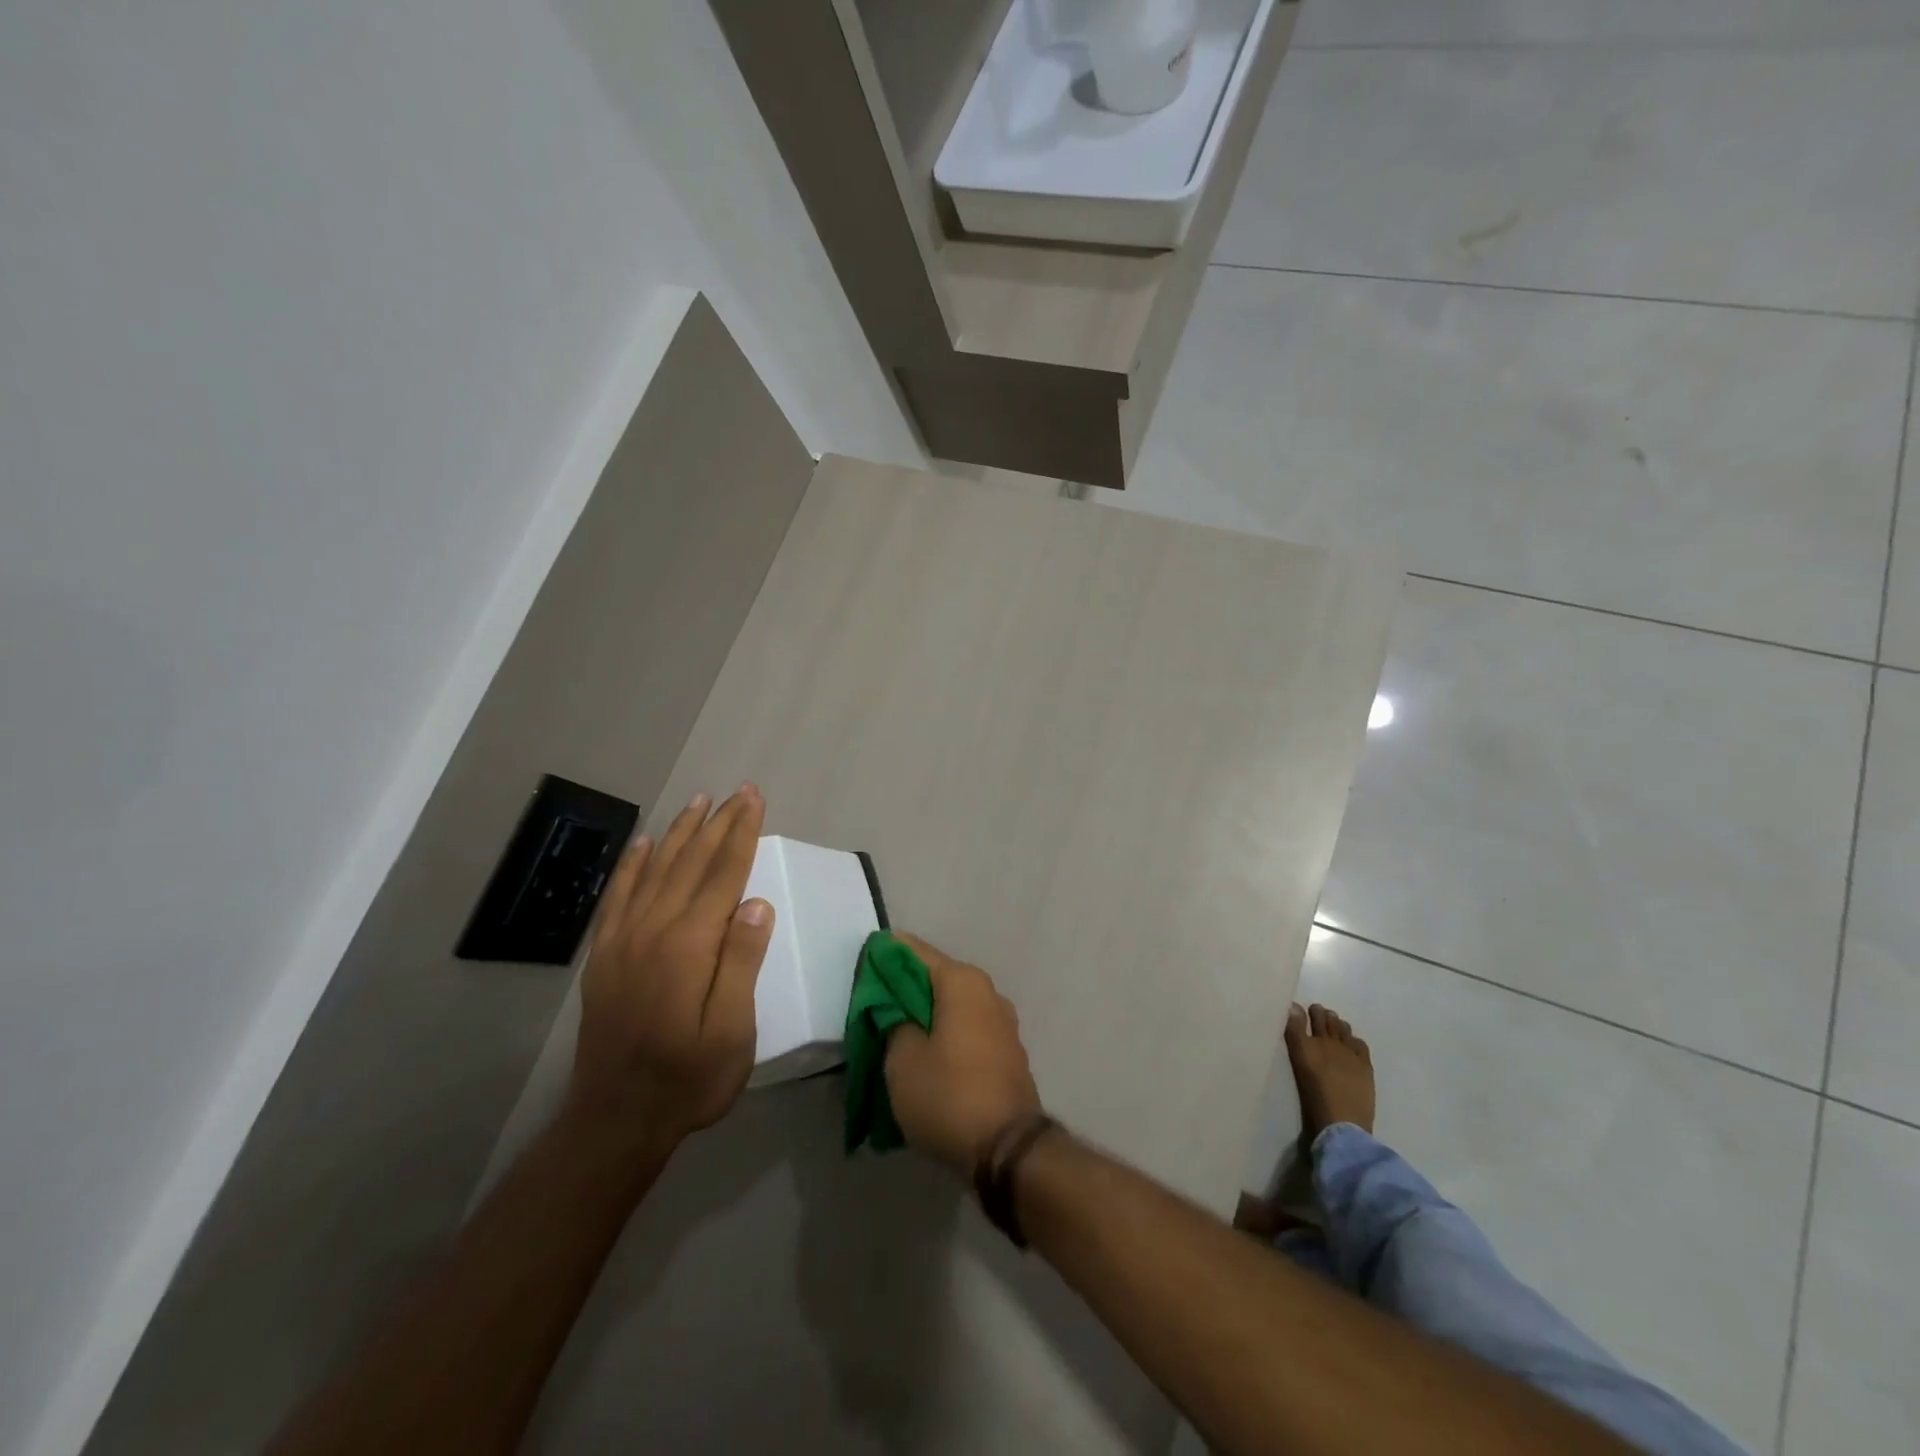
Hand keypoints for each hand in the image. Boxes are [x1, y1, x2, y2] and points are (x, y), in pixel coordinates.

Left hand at [569, 786, 772, 1156]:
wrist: (615, 1119)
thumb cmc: (688, 1079)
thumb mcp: (732, 1031)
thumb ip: (742, 963)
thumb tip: (757, 904)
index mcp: (689, 946)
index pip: (722, 874)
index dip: (741, 833)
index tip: (754, 800)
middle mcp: (653, 930)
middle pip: (690, 862)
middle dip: (717, 823)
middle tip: (738, 791)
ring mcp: (623, 941)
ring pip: (656, 870)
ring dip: (680, 832)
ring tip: (699, 801)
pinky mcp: (605, 955)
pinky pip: (619, 896)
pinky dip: (634, 865)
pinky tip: (645, 844)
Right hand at [884, 933, 1042, 1174]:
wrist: (1008, 1151)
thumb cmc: (948, 1095)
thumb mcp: (902, 1059)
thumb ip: (893, 1022)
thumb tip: (895, 1010)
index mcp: (962, 981)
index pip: (913, 951)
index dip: (883, 956)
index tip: (860, 968)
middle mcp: (987, 992)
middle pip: (934, 978)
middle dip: (902, 989)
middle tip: (869, 1007)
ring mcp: (1002, 1023)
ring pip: (951, 1006)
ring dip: (923, 1016)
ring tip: (892, 1035)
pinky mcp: (1006, 1053)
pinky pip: (966, 1030)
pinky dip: (943, 1035)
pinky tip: (922, 1055)